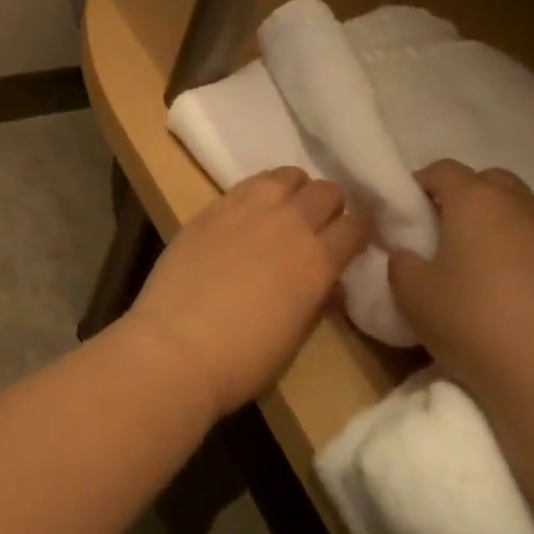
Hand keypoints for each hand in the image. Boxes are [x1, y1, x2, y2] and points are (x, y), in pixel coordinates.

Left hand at [124, 168, 370, 419]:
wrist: (175, 347)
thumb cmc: (242, 358)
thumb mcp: (295, 336)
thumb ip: (317, 300)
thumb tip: (329, 284)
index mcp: (319, 261)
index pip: (357, 226)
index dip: (358, 234)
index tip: (351, 245)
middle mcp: (291, 224)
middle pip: (328, 191)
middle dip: (329, 208)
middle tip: (317, 227)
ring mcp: (249, 209)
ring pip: (289, 176)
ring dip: (295, 191)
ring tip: (284, 211)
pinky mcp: (213, 207)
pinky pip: (249, 183)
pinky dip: (260, 191)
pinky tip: (249, 212)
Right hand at [387, 160, 533, 414]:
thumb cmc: (476, 325)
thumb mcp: (411, 296)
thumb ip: (401, 263)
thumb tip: (410, 253)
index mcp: (476, 200)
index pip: (442, 170)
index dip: (421, 184)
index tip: (410, 212)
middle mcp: (523, 202)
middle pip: (490, 182)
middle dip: (468, 198)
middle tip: (449, 235)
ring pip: (528, 209)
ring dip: (507, 222)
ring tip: (492, 262)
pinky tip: (528, 290)